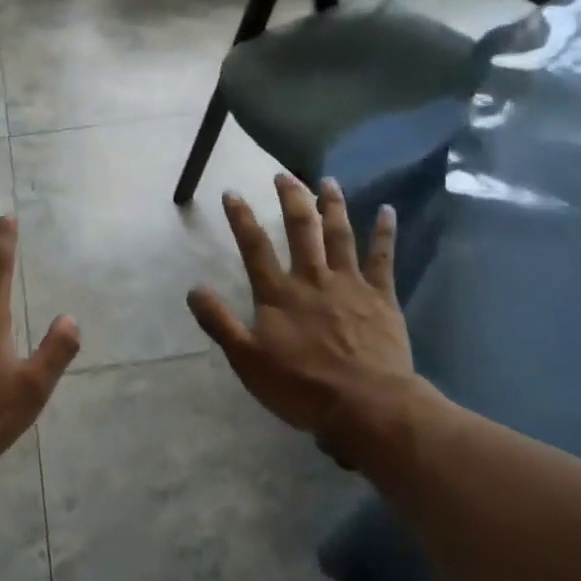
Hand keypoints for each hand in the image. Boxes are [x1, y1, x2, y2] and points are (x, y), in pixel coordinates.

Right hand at [187, 175, 428, 463]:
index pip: (255, 246)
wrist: (366, 405)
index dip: (241, 218)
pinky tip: (387, 210)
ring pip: (340, 235)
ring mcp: (350, 284)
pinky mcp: (381, 296)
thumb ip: (220, 323)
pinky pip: (383, 258)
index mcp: (279, 293)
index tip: (232, 192)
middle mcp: (313, 278)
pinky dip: (384, 233)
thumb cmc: (301, 387)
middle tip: (283, 175)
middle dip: (290, 199)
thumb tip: (193, 289)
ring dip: (333, 206)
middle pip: (301, 229)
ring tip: (328, 181)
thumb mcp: (247, 360)